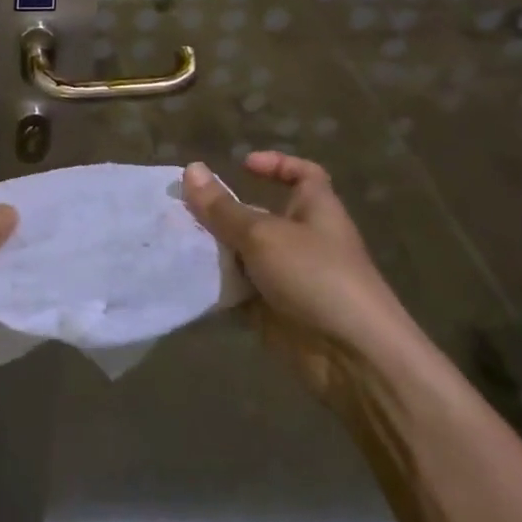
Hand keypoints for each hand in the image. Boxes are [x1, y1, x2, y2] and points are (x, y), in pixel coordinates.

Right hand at [182, 153, 416, 404]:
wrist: (352, 357)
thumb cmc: (315, 276)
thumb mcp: (263, 234)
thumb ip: (222, 207)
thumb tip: (191, 168)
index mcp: (315, 210)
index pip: (303, 174)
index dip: (277, 165)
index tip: (242, 166)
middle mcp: (302, 240)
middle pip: (258, 215)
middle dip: (221, 211)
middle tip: (179, 208)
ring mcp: (286, 277)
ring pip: (241, 254)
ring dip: (211, 248)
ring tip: (170, 238)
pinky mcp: (271, 310)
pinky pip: (236, 290)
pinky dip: (213, 284)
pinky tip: (181, 276)